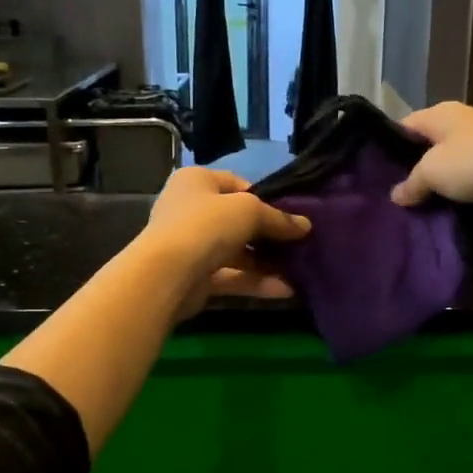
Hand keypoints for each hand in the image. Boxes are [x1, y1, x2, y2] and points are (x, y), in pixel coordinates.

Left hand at [138, 168, 310, 316]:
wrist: (167, 274)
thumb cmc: (207, 225)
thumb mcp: (249, 211)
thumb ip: (278, 218)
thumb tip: (305, 226)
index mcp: (196, 181)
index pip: (236, 184)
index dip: (265, 198)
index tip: (290, 214)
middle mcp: (189, 209)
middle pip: (237, 220)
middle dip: (268, 234)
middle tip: (299, 243)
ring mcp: (191, 245)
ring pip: (236, 251)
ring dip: (266, 262)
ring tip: (298, 269)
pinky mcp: (195, 277)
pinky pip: (231, 276)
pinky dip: (256, 282)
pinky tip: (286, 290)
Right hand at [389, 103, 472, 225]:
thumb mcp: (432, 171)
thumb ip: (410, 183)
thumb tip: (396, 195)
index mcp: (442, 114)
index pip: (405, 126)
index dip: (387, 147)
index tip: (372, 174)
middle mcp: (462, 127)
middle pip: (427, 150)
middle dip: (411, 174)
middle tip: (389, 201)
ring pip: (449, 173)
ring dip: (436, 192)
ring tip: (411, 215)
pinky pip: (469, 189)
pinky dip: (458, 203)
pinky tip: (441, 221)